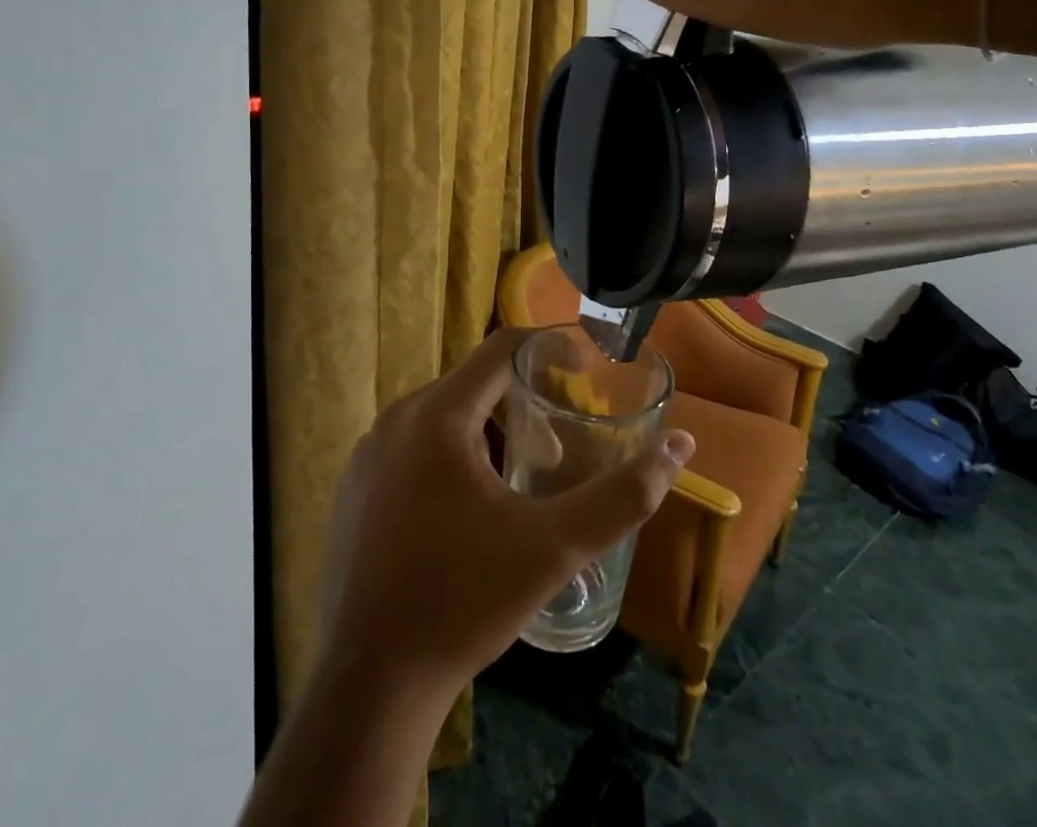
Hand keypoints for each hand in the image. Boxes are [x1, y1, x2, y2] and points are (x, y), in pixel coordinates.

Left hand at [314, 328, 694, 702]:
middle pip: (475, 383)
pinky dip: (453, 455)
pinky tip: (471, 512)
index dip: (552, 345)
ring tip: (523, 481)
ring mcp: (368, 455)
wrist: (369, 690)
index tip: (588, 368)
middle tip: (561, 445)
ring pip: (444, 416)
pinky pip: (415, 446)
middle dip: (524, 401)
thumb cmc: (462, 603)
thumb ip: (623, 496)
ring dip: (490, 431)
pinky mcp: (354, 489)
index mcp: (437, 415)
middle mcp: (395, 420)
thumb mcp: (554, 547)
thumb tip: (682, 447)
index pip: (503, 347)